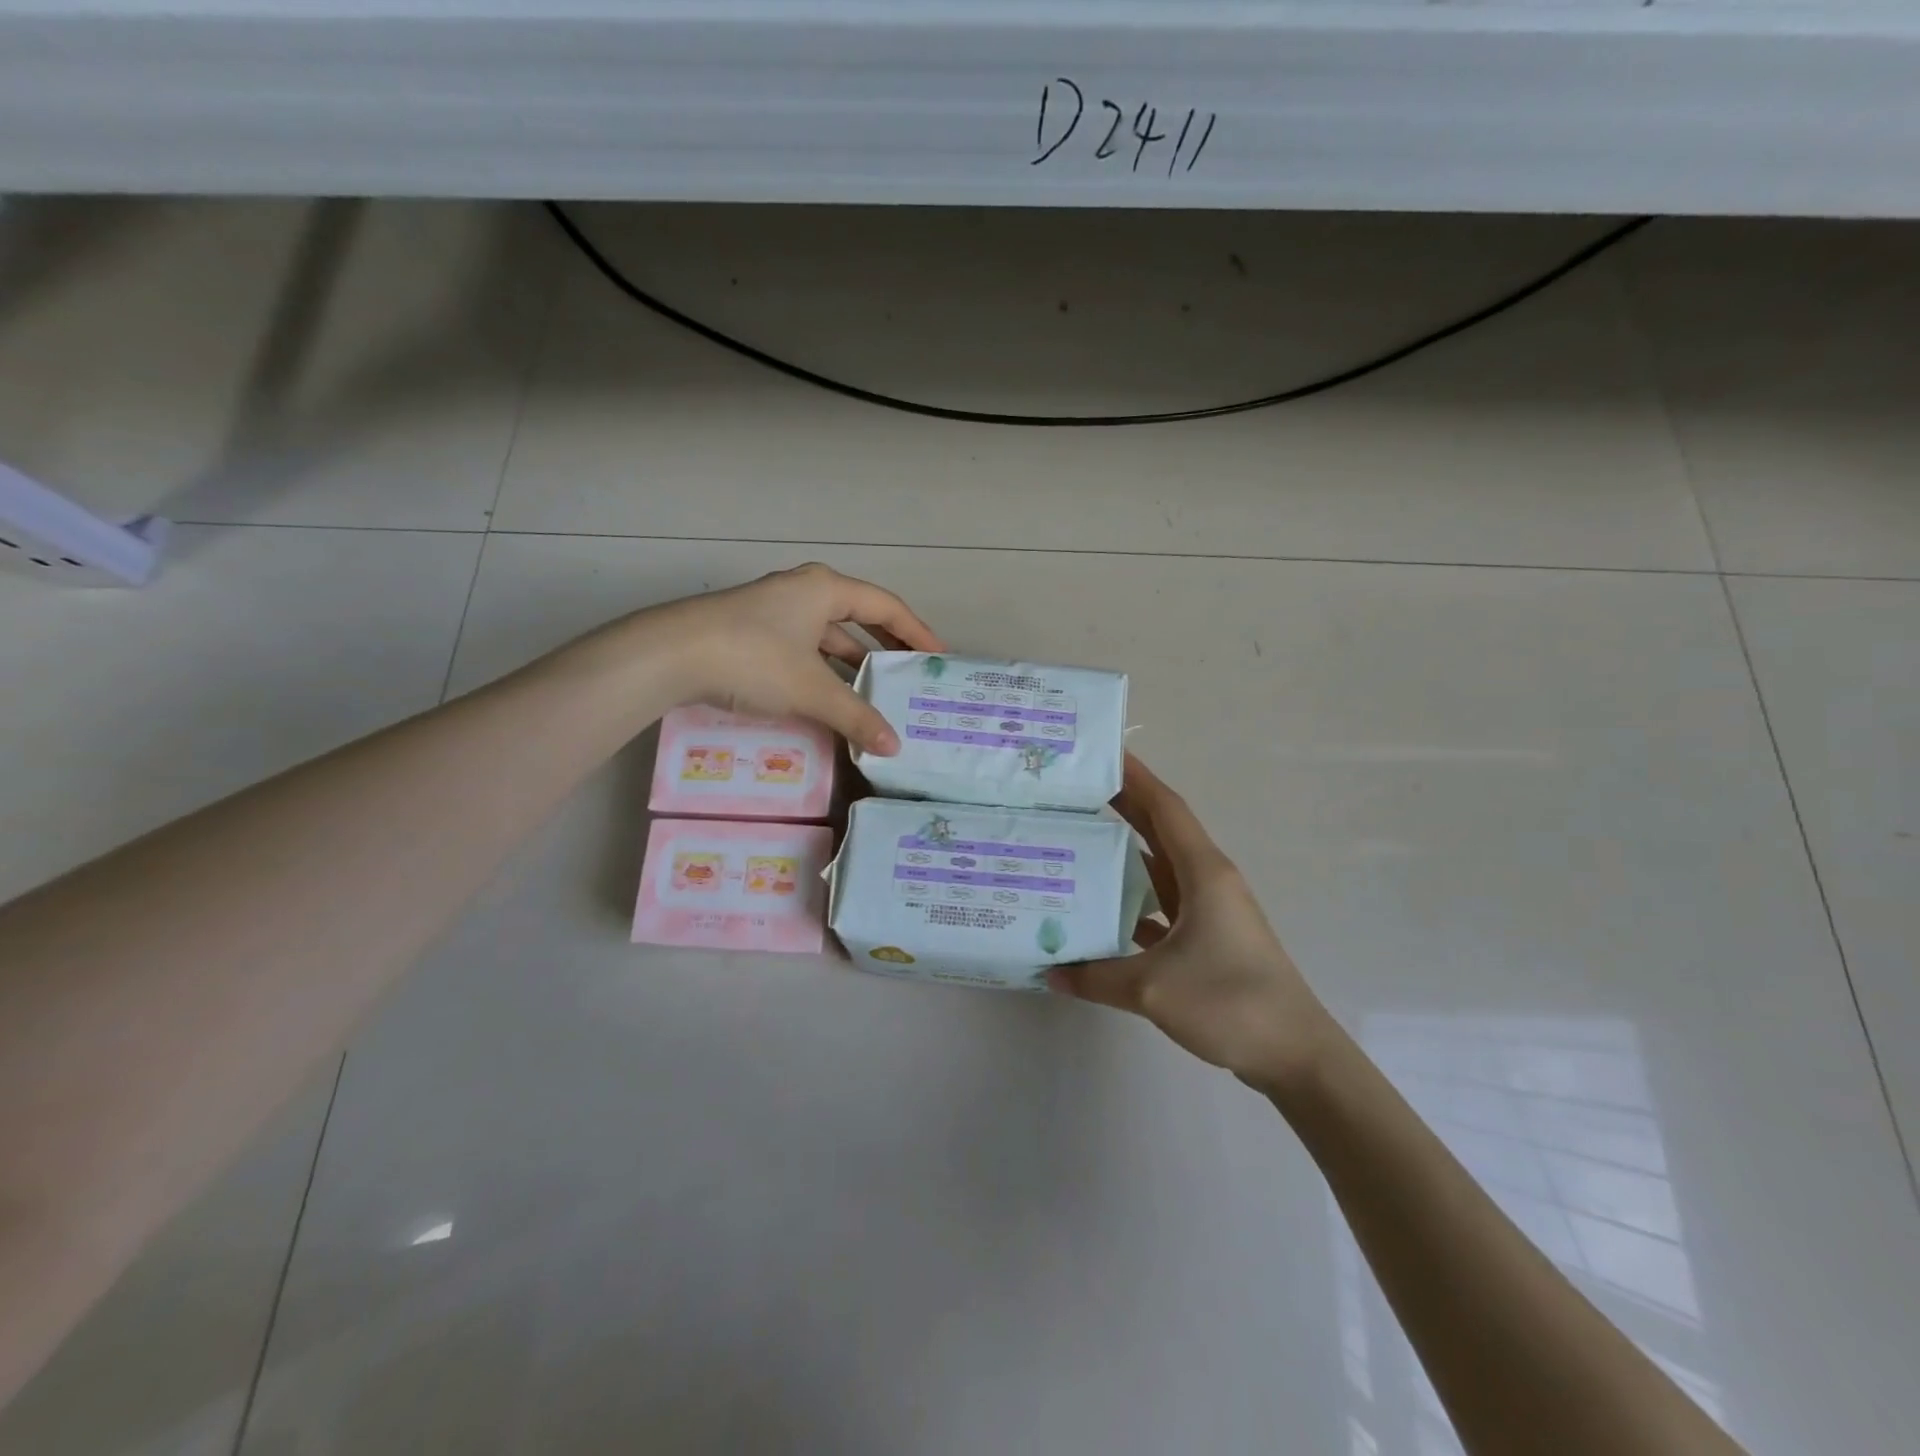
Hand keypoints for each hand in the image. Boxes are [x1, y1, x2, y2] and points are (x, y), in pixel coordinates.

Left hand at [631, 563, 944, 755]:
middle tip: (912, 674)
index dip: (917, 632)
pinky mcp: (754, 632)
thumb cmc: (752, 658)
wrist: (669, 655)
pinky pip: (805, 648)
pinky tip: (831, 697)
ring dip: (853, 663)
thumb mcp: (811, 690)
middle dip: (887, 646)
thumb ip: (856, 717)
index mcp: (825, 589)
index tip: (940, 657)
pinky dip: (823, 670)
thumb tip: (893, 747)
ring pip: (828, 635)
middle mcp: (803, 591)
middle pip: (859, 616)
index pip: (887, 606)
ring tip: (878, 692)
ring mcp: (776, 611)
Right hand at [1050, 755, 1334, 1093]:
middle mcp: (1207, 881)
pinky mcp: (1208, 939)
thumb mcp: (1153, 988)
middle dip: (1122, 806)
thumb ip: (1096, 977)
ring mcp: (1209, 911)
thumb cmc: (1230, 1002)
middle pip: (1159, 831)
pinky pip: (1162, 906)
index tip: (1102, 754)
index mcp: (1203, 872)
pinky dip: (1132, 902)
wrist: (1294, 1054)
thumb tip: (1051, 972)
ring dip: (1123, 854)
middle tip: (1074, 792)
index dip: (1135, 777)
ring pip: (1159, 869)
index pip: (1165, 808)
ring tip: (1076, 842)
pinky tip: (1099, 911)